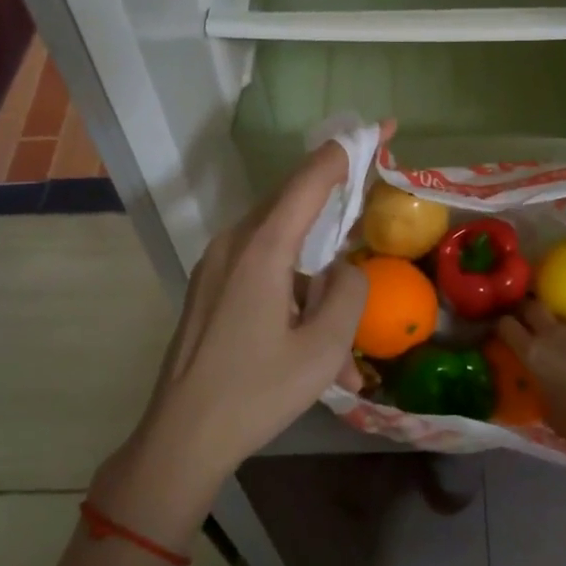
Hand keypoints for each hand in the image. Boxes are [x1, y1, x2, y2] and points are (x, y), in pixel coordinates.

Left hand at [91, 141, 369, 548]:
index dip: (350, 149)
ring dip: (317, 264)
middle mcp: (234, 242)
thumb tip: (346, 269)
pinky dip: (295, 286)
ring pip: (281, 239)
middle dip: (337, 190)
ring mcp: (217, 264)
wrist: (181, 439)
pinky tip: (314, 340)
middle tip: (374, 184)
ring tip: (343, 322)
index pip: (311, 178)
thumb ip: (348, 293)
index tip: (384, 126)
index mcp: (262, 248)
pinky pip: (262, 266)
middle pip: (294, 199)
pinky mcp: (211, 286)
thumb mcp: (323, 349)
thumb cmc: (255, 393)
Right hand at [495, 301, 565, 466]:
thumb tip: (537, 383)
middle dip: (527, 312)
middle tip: (528, 324)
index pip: (506, 325)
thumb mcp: (548, 411)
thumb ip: (538, 389)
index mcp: (534, 353)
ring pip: (565, 321)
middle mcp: (555, 334)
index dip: (502, 326)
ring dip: (560, 331)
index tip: (502, 332)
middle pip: (533, 306)